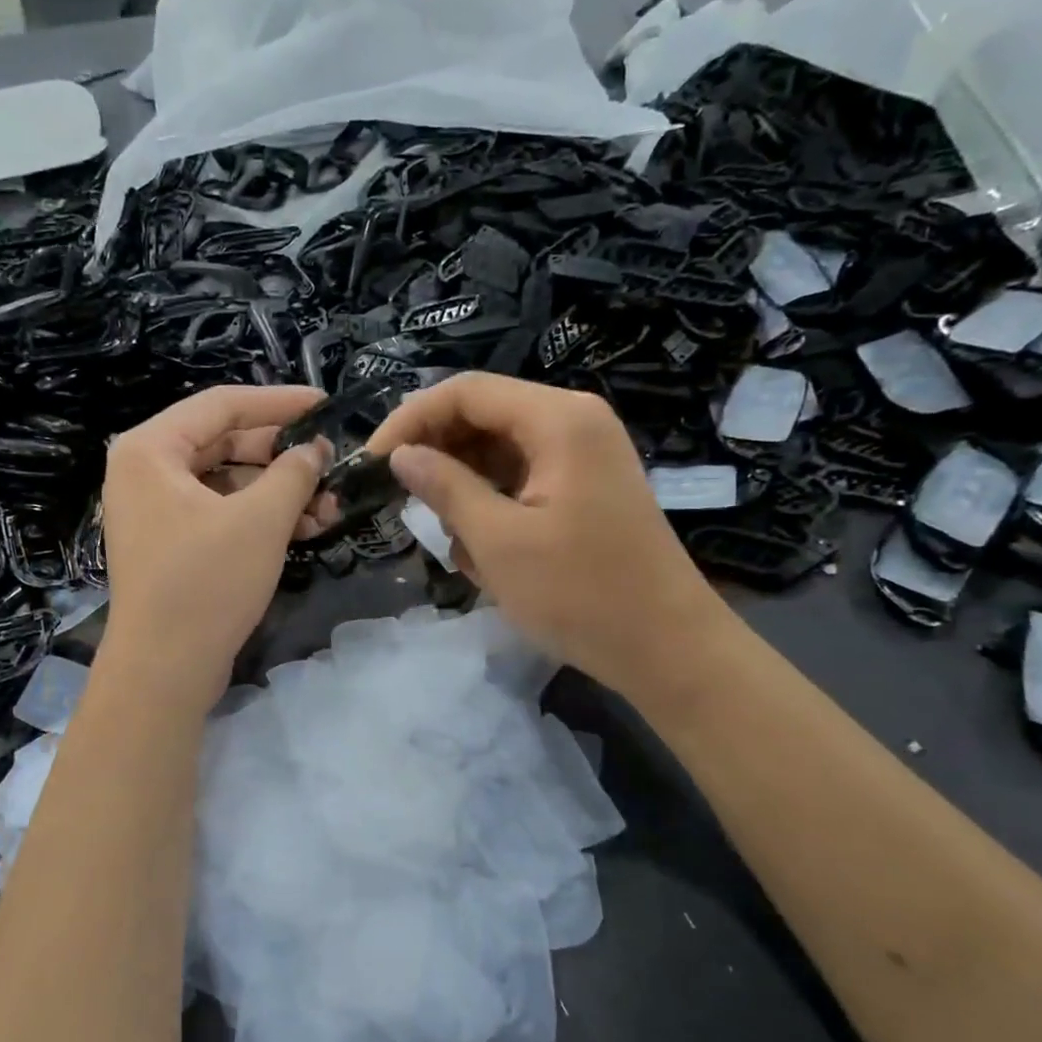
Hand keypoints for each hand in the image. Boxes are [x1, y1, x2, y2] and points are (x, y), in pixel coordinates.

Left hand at [100, 385, 327, 707]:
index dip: (278, 402)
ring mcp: (155, 511)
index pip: (221, 405)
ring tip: (329, 506)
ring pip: (227, 483)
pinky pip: (220, 513)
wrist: (163, 670)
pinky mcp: (171, 545)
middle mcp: (145, 472)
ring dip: (278, 492)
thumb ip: (293, 472)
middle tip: (330, 463)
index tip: (324, 405)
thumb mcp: (260, 520)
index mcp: (150, 449)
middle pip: (225, 444)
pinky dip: (259, 518)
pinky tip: (306, 528)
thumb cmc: (206, 583)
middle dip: (282, 457)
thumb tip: (314, 449)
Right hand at [364, 372, 723, 690]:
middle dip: (439, 458)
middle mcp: (573, 423)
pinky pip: (521, 481)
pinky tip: (485, 555)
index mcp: (558, 419)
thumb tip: (401, 455)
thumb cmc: (580, 594)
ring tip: (458, 546)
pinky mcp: (583, 490)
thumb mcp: (498, 541)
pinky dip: (493, 509)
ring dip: (466, 492)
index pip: (466, 392)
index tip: (373, 462)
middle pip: (483, 417)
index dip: (411, 420)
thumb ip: (445, 488)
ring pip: (498, 453)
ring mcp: (582, 457)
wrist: (668, 649)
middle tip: (404, 504)